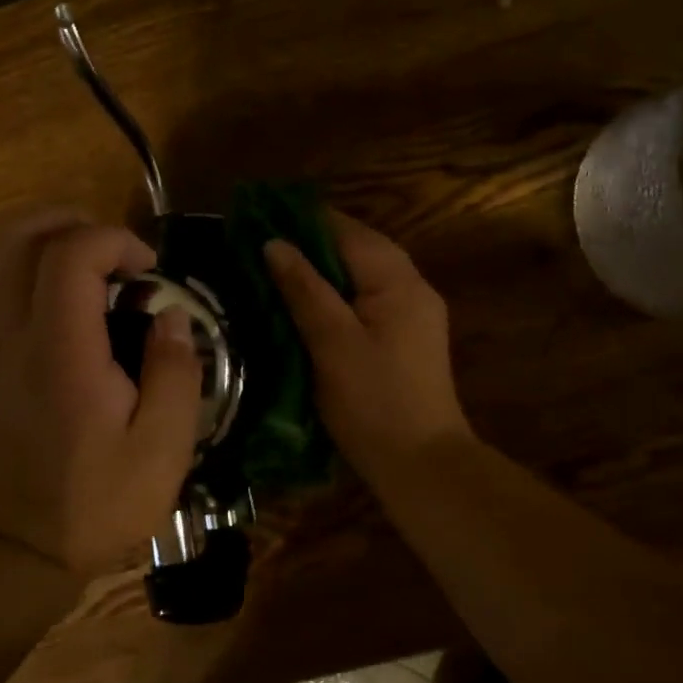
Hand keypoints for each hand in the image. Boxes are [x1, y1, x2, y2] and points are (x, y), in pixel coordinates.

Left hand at [0, 208, 203, 577]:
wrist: (18, 545)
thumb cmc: (97, 500)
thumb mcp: (163, 449)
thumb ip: (176, 372)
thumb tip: (170, 316)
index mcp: (61, 353)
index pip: (72, 253)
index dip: (116, 241)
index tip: (149, 271)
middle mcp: (9, 335)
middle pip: (23, 236)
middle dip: (76, 224)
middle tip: (116, 256)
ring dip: (35, 236)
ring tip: (77, 260)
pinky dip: (7, 264)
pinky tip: (43, 293)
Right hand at [264, 212, 473, 487]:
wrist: (421, 465)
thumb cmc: (374, 402)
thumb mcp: (332, 343)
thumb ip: (304, 289)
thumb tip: (274, 243)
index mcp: (398, 281)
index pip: (347, 231)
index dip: (304, 220)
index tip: (260, 217)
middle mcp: (412, 286)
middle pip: (358, 247)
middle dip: (311, 242)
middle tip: (261, 246)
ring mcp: (413, 313)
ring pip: (362, 273)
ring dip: (323, 267)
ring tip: (276, 269)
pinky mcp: (406, 337)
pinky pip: (367, 297)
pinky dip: (337, 292)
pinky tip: (308, 304)